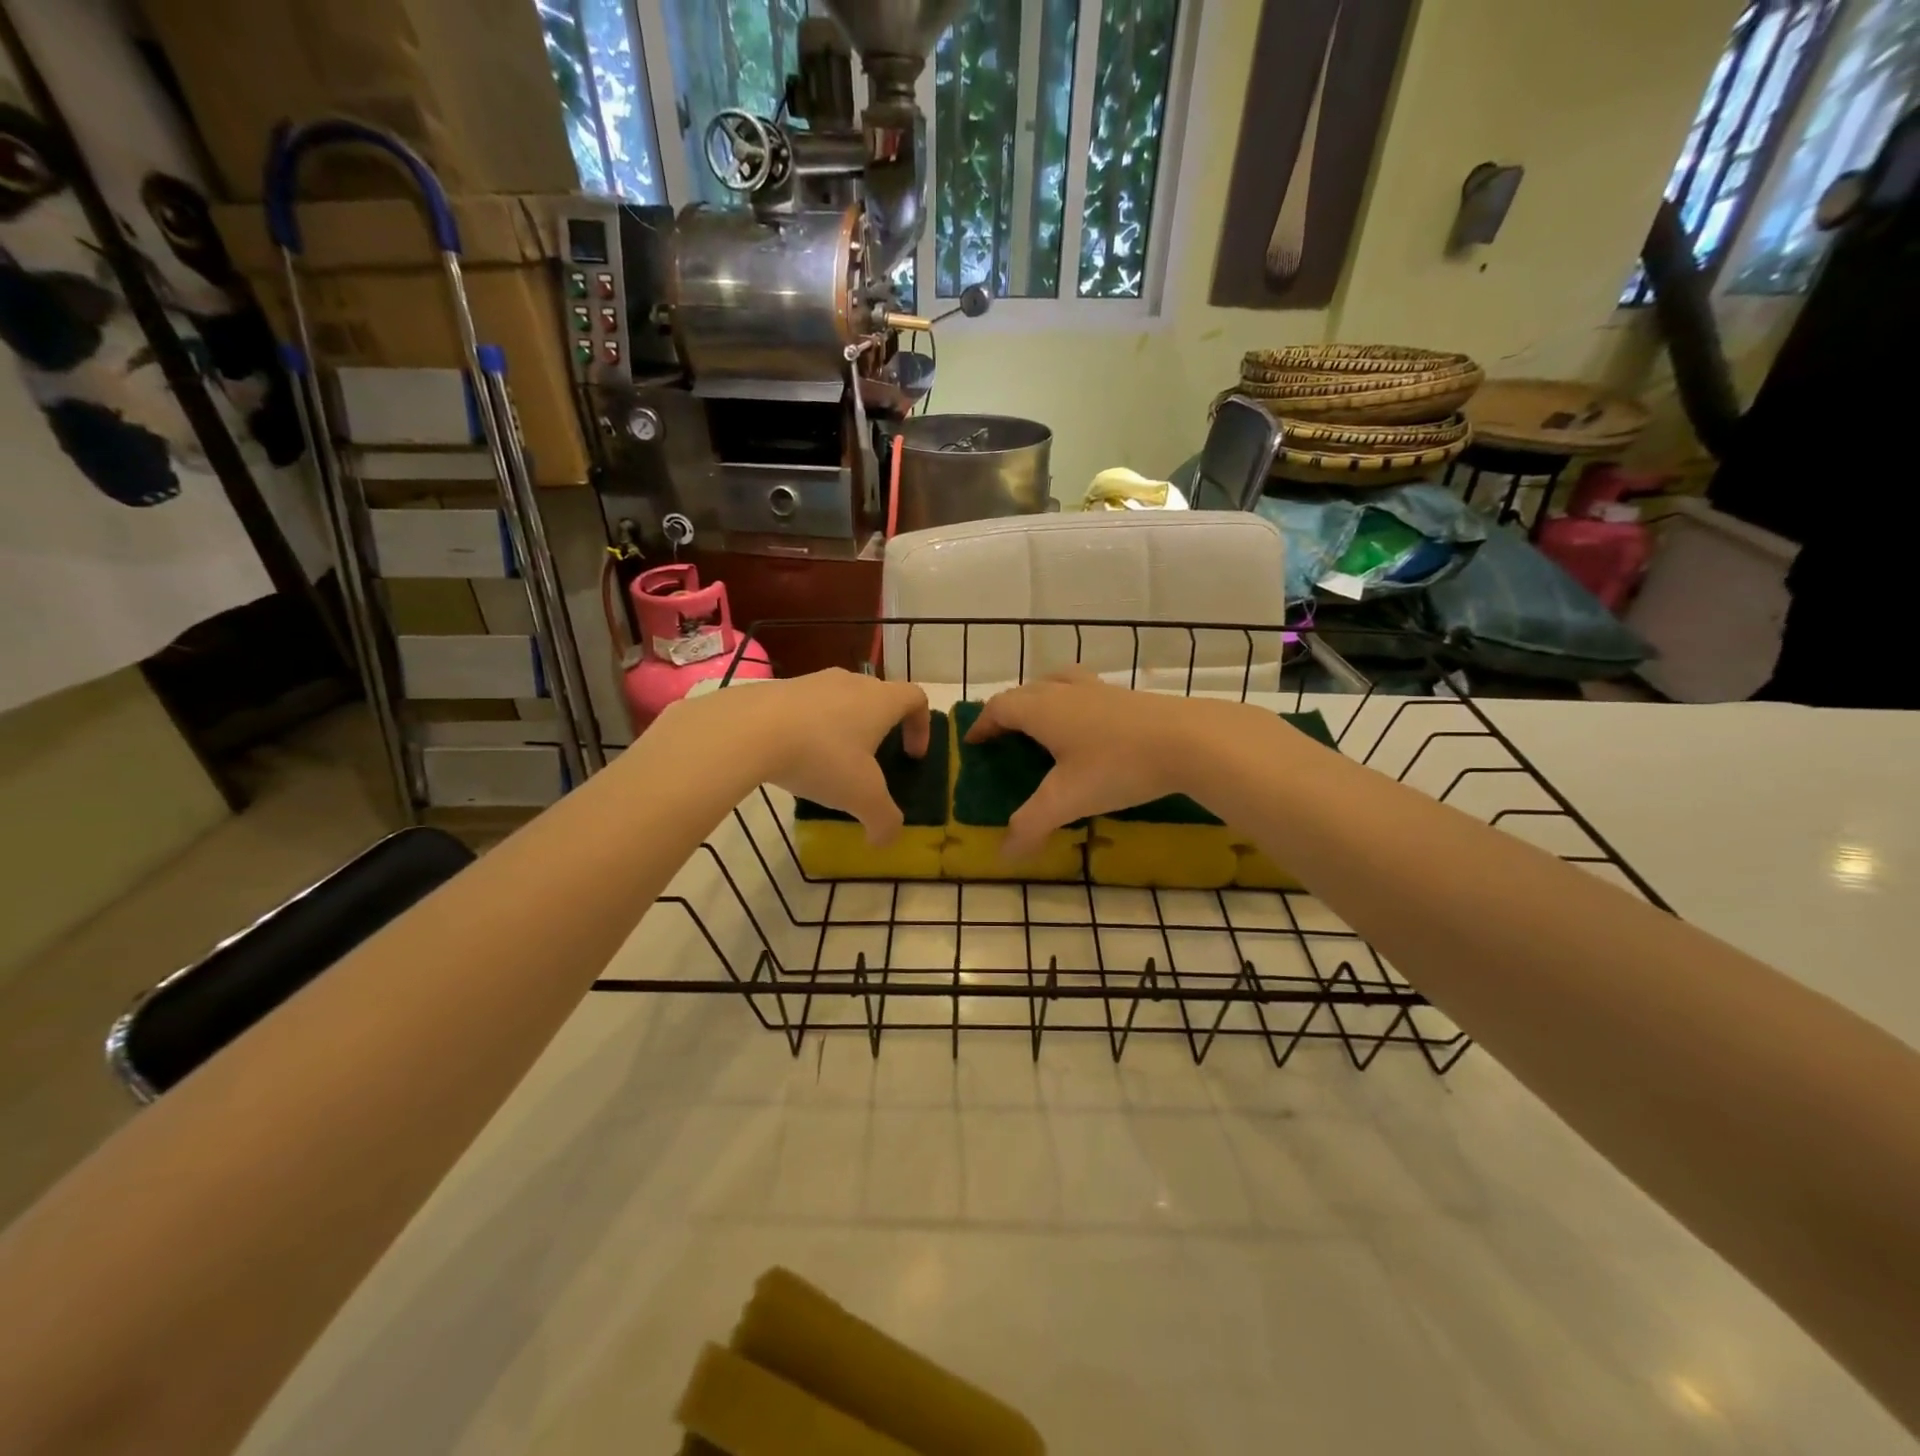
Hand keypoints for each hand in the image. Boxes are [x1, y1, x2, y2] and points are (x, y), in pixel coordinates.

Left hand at [709, 669, 930, 844]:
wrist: (749, 729)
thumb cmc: (821, 757)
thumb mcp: (861, 797)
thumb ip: (884, 820)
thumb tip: (885, 840)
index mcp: (880, 700)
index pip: (916, 698)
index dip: (921, 726)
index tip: (912, 756)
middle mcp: (851, 682)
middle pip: (878, 696)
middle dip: (882, 728)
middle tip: (873, 761)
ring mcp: (813, 681)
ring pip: (841, 699)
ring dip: (845, 726)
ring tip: (831, 761)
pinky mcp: (780, 688)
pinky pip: (807, 706)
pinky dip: (811, 727)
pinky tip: (795, 756)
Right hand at [966, 670, 1219, 858]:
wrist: (1190, 740)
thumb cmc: (1117, 766)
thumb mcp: (1068, 800)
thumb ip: (1031, 825)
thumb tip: (1003, 855)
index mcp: (1042, 709)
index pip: (1000, 707)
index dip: (983, 724)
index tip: (974, 742)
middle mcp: (1066, 691)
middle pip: (1027, 690)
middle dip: (1010, 710)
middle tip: (1005, 736)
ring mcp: (1100, 689)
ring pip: (1059, 682)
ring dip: (1043, 696)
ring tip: (1044, 721)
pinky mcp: (1129, 696)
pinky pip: (1087, 692)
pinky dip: (1075, 704)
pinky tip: (1090, 729)